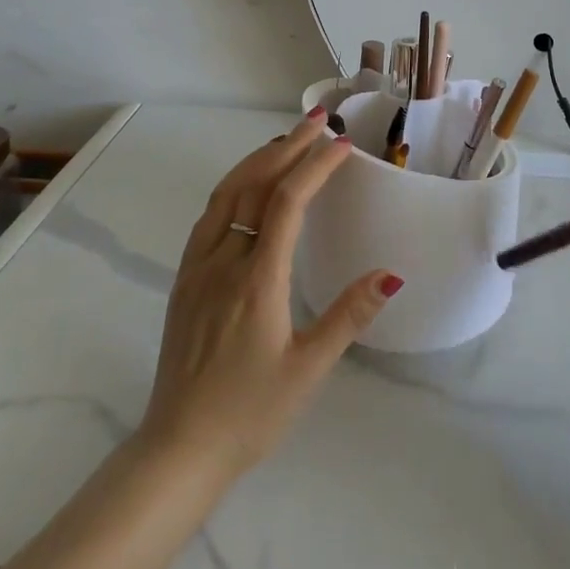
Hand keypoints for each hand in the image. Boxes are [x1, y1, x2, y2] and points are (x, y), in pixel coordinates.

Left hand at [137, 110, 403, 477]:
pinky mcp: (184, 279)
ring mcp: (198, 266)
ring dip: (258, 160)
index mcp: (258, 279)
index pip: (288, 202)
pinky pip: (209, 215)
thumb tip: (390, 274)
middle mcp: (224, 260)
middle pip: (255, 185)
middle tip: (319, 120)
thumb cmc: (250, 413)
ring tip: (287, 141)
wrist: (179, 448)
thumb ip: (348, 316)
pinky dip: (233, 186)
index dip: (316, 167)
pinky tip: (247, 187)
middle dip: (289, 147)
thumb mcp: (309, 370)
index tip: (343, 144)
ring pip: (226, 193)